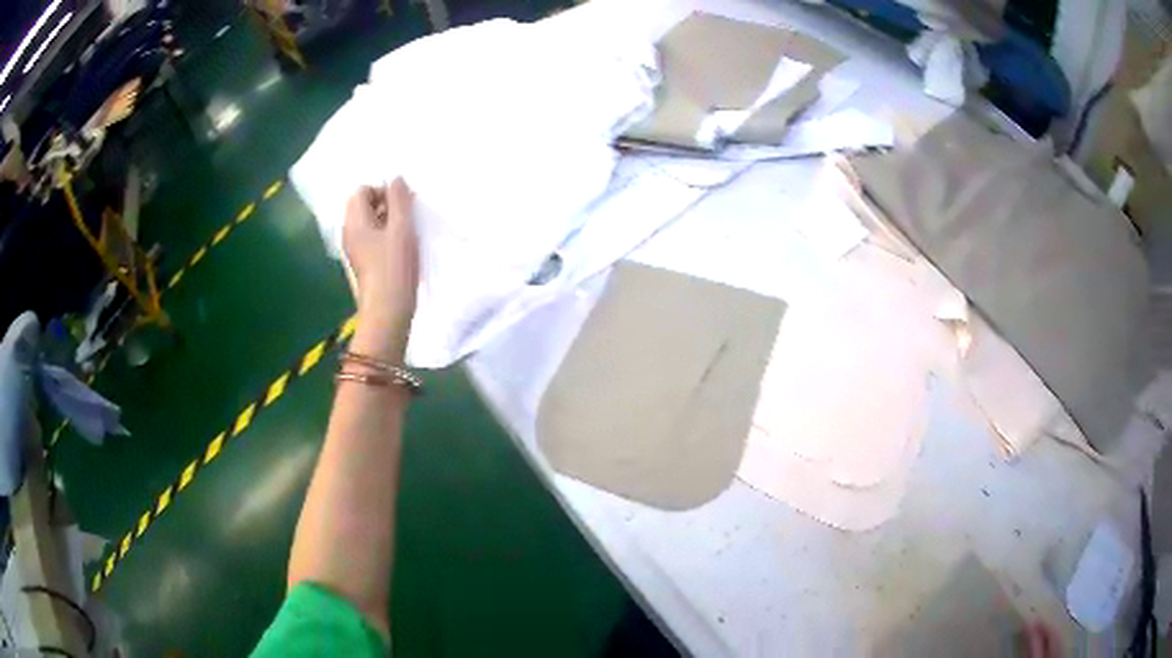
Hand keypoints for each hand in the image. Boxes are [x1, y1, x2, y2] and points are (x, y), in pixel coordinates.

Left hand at [342, 179, 418, 348]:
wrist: (387, 311)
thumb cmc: (394, 268)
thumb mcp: (401, 229)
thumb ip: (399, 200)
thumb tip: (396, 179)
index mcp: (354, 222)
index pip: (362, 191)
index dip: (382, 190)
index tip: (402, 203)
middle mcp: (349, 233)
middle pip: (362, 205)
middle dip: (384, 203)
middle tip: (406, 215)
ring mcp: (355, 249)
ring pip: (368, 222)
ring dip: (387, 219)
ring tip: (406, 230)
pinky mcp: (364, 263)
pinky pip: (371, 238)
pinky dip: (385, 235)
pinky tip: (401, 247)